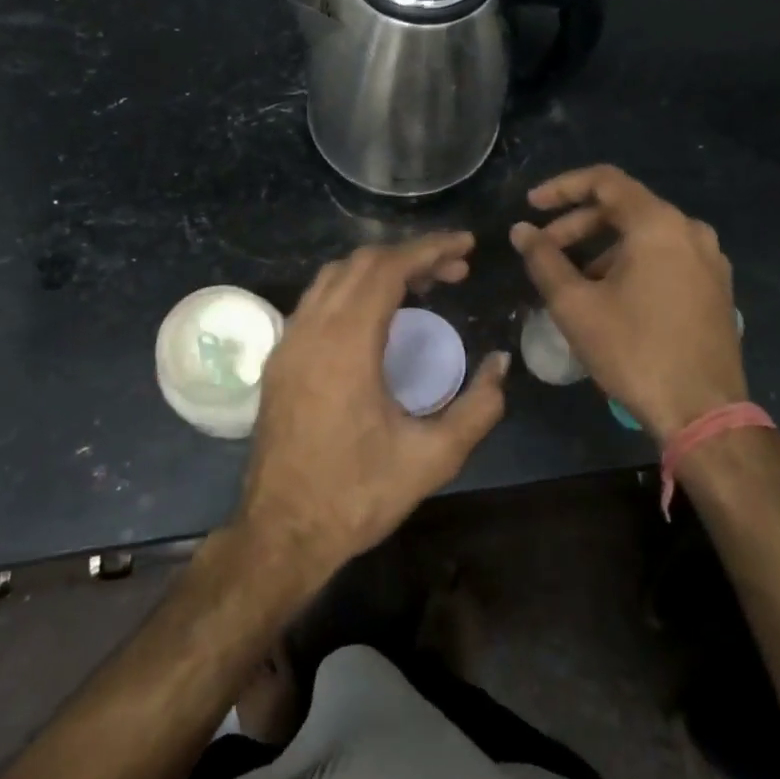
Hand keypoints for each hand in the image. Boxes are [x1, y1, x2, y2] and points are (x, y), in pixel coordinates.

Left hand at [235, 232, 509, 585]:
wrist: (281, 532)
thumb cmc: (357, 495)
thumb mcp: (432, 458)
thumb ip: (478, 408)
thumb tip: (499, 365)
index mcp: (346, 345)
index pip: (387, 269)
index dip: (430, 249)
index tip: (465, 246)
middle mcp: (311, 330)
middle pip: (360, 263)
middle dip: (410, 255)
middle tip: (454, 270)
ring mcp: (288, 342)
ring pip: (333, 277)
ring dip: (379, 270)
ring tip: (422, 286)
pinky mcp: (280, 359)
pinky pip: (317, 301)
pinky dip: (352, 290)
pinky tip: (378, 316)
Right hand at [511, 165, 745, 443]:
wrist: (703, 412)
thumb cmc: (633, 351)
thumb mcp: (575, 305)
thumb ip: (543, 260)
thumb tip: (521, 230)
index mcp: (658, 225)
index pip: (604, 181)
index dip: (561, 188)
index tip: (531, 206)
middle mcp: (690, 230)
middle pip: (625, 208)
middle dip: (578, 224)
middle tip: (544, 249)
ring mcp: (710, 259)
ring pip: (645, 235)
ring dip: (602, 247)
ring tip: (573, 280)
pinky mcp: (716, 287)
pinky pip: (666, 257)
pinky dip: (631, 263)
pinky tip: (610, 295)